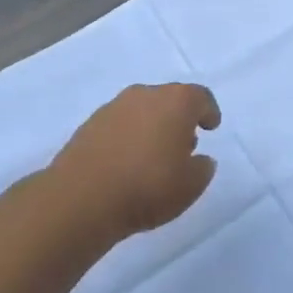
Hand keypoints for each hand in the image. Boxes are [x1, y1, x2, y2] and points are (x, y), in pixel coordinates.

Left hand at [50, 83, 221, 238]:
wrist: (82, 198)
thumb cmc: (148, 186)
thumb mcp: (190, 186)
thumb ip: (202, 168)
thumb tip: (199, 159)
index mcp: (176, 101)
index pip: (200, 97)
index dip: (208, 111)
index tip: (211, 127)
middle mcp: (145, 94)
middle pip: (169, 100)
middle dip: (178, 119)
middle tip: (183, 144)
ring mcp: (113, 107)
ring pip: (142, 111)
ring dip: (151, 127)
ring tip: (153, 157)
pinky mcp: (89, 125)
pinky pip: (119, 126)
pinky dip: (127, 138)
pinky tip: (126, 164)